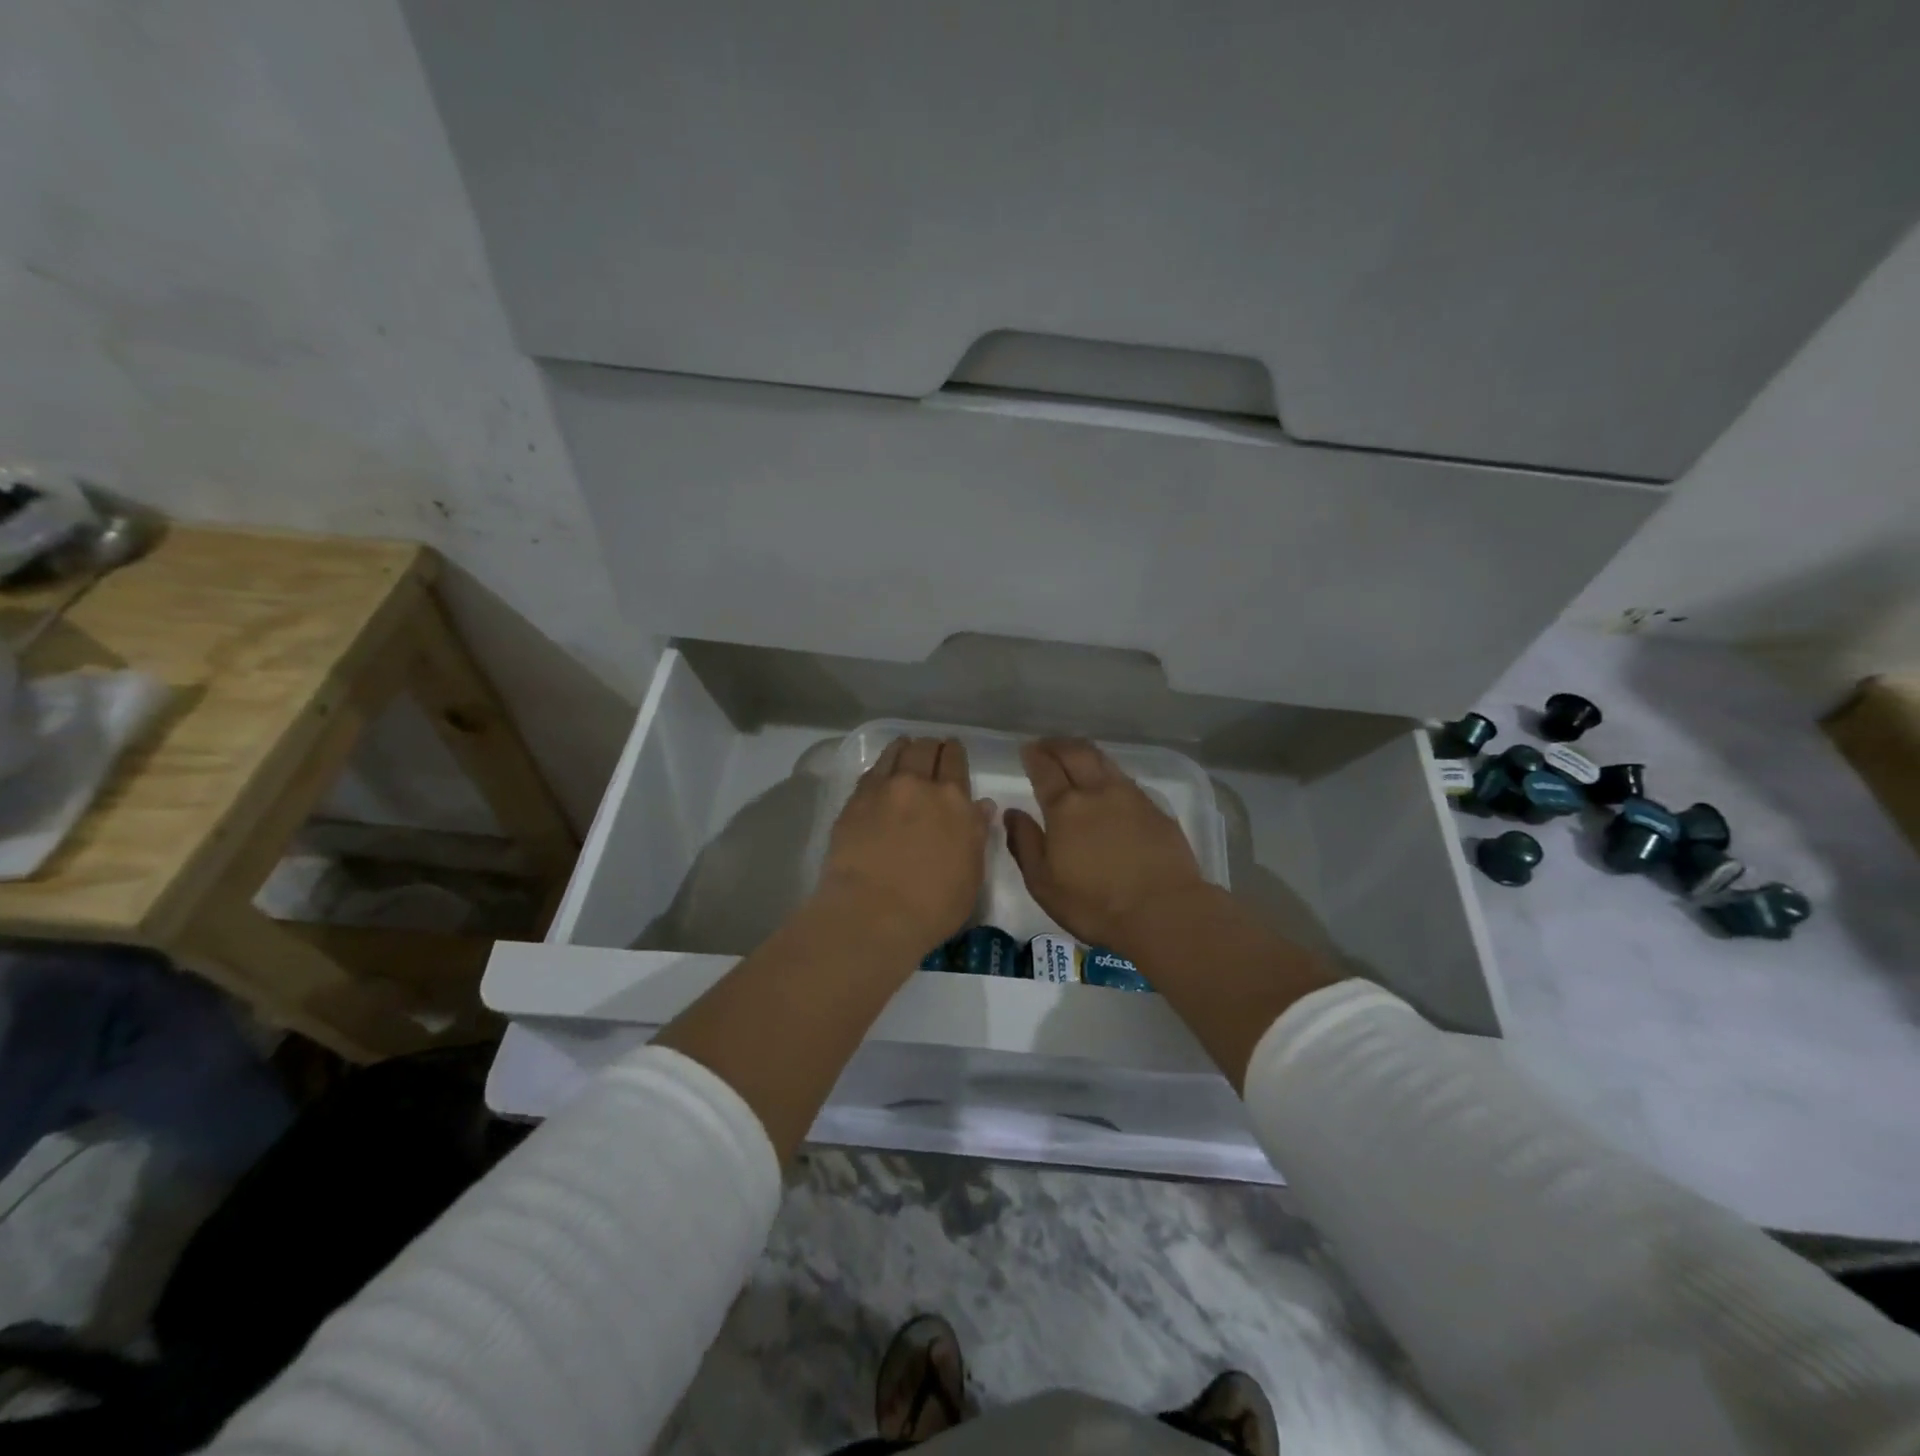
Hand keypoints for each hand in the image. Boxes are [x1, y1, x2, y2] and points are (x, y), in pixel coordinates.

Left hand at [818, 736, 992, 953]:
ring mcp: (882, 790)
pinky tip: (880, 774)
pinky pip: (870, 773)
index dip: (954, 752)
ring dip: (903, 748)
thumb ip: (976, 834)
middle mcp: (918, 785)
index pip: (955, 761)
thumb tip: (981, 806)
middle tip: (931, 749)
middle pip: (924, 750)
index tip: (952, 750)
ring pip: (894, 753)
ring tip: (905, 748)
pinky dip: (879, 767)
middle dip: (930, 746)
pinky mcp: (853, 803)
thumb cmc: (933, 906)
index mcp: (954, 801)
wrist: (872, 915)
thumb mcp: (971, 874)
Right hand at [1005, 738, 1208, 951]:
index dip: (1033, 756)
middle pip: (1076, 753)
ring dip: (1085, 752)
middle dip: (1058, 744)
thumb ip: (1025, 843)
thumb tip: (1012, 813)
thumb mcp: (1043, 883)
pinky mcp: (1156, 809)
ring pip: (1104, 761)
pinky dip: (1109, 773)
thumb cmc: (1094, 904)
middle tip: (1047, 744)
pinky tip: (1108, 785)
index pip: (1045, 769)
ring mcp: (1131, 797)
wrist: (1164, 912)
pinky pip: (1126, 779)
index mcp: (1065, 808)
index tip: (1027, 749)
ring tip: (1075, 755)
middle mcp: (1097, 791)